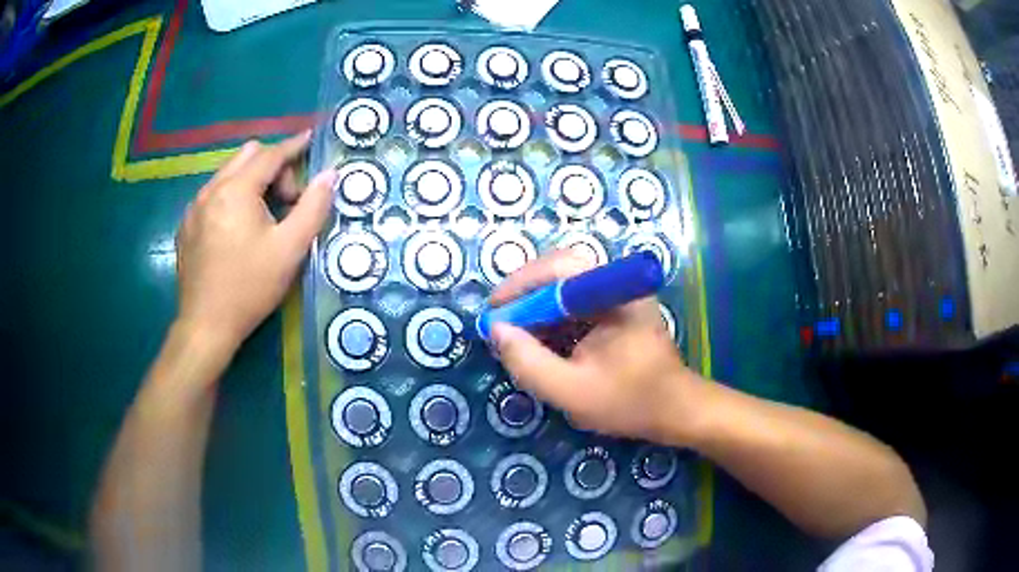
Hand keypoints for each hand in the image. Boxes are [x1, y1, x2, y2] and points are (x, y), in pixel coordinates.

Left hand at [174, 132, 335, 350]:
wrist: (205, 326)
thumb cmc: (249, 287)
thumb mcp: (290, 249)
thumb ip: (313, 207)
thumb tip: (329, 176)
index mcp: (236, 190)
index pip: (270, 154)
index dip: (294, 146)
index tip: (309, 139)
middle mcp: (211, 190)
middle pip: (247, 156)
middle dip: (272, 167)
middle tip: (286, 200)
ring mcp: (194, 208)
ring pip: (227, 174)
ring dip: (251, 182)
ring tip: (263, 218)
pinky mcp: (186, 227)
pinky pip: (212, 195)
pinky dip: (231, 198)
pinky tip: (237, 231)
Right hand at [490, 250, 704, 442]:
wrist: (675, 411)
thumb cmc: (630, 402)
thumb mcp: (571, 391)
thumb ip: (529, 362)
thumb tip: (496, 330)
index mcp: (615, 295)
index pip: (561, 267)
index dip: (522, 284)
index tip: (495, 310)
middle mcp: (617, 285)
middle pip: (561, 271)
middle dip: (525, 294)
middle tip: (500, 321)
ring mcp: (617, 295)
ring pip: (565, 287)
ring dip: (536, 307)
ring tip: (514, 334)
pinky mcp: (615, 310)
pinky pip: (575, 303)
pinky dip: (551, 319)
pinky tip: (539, 342)